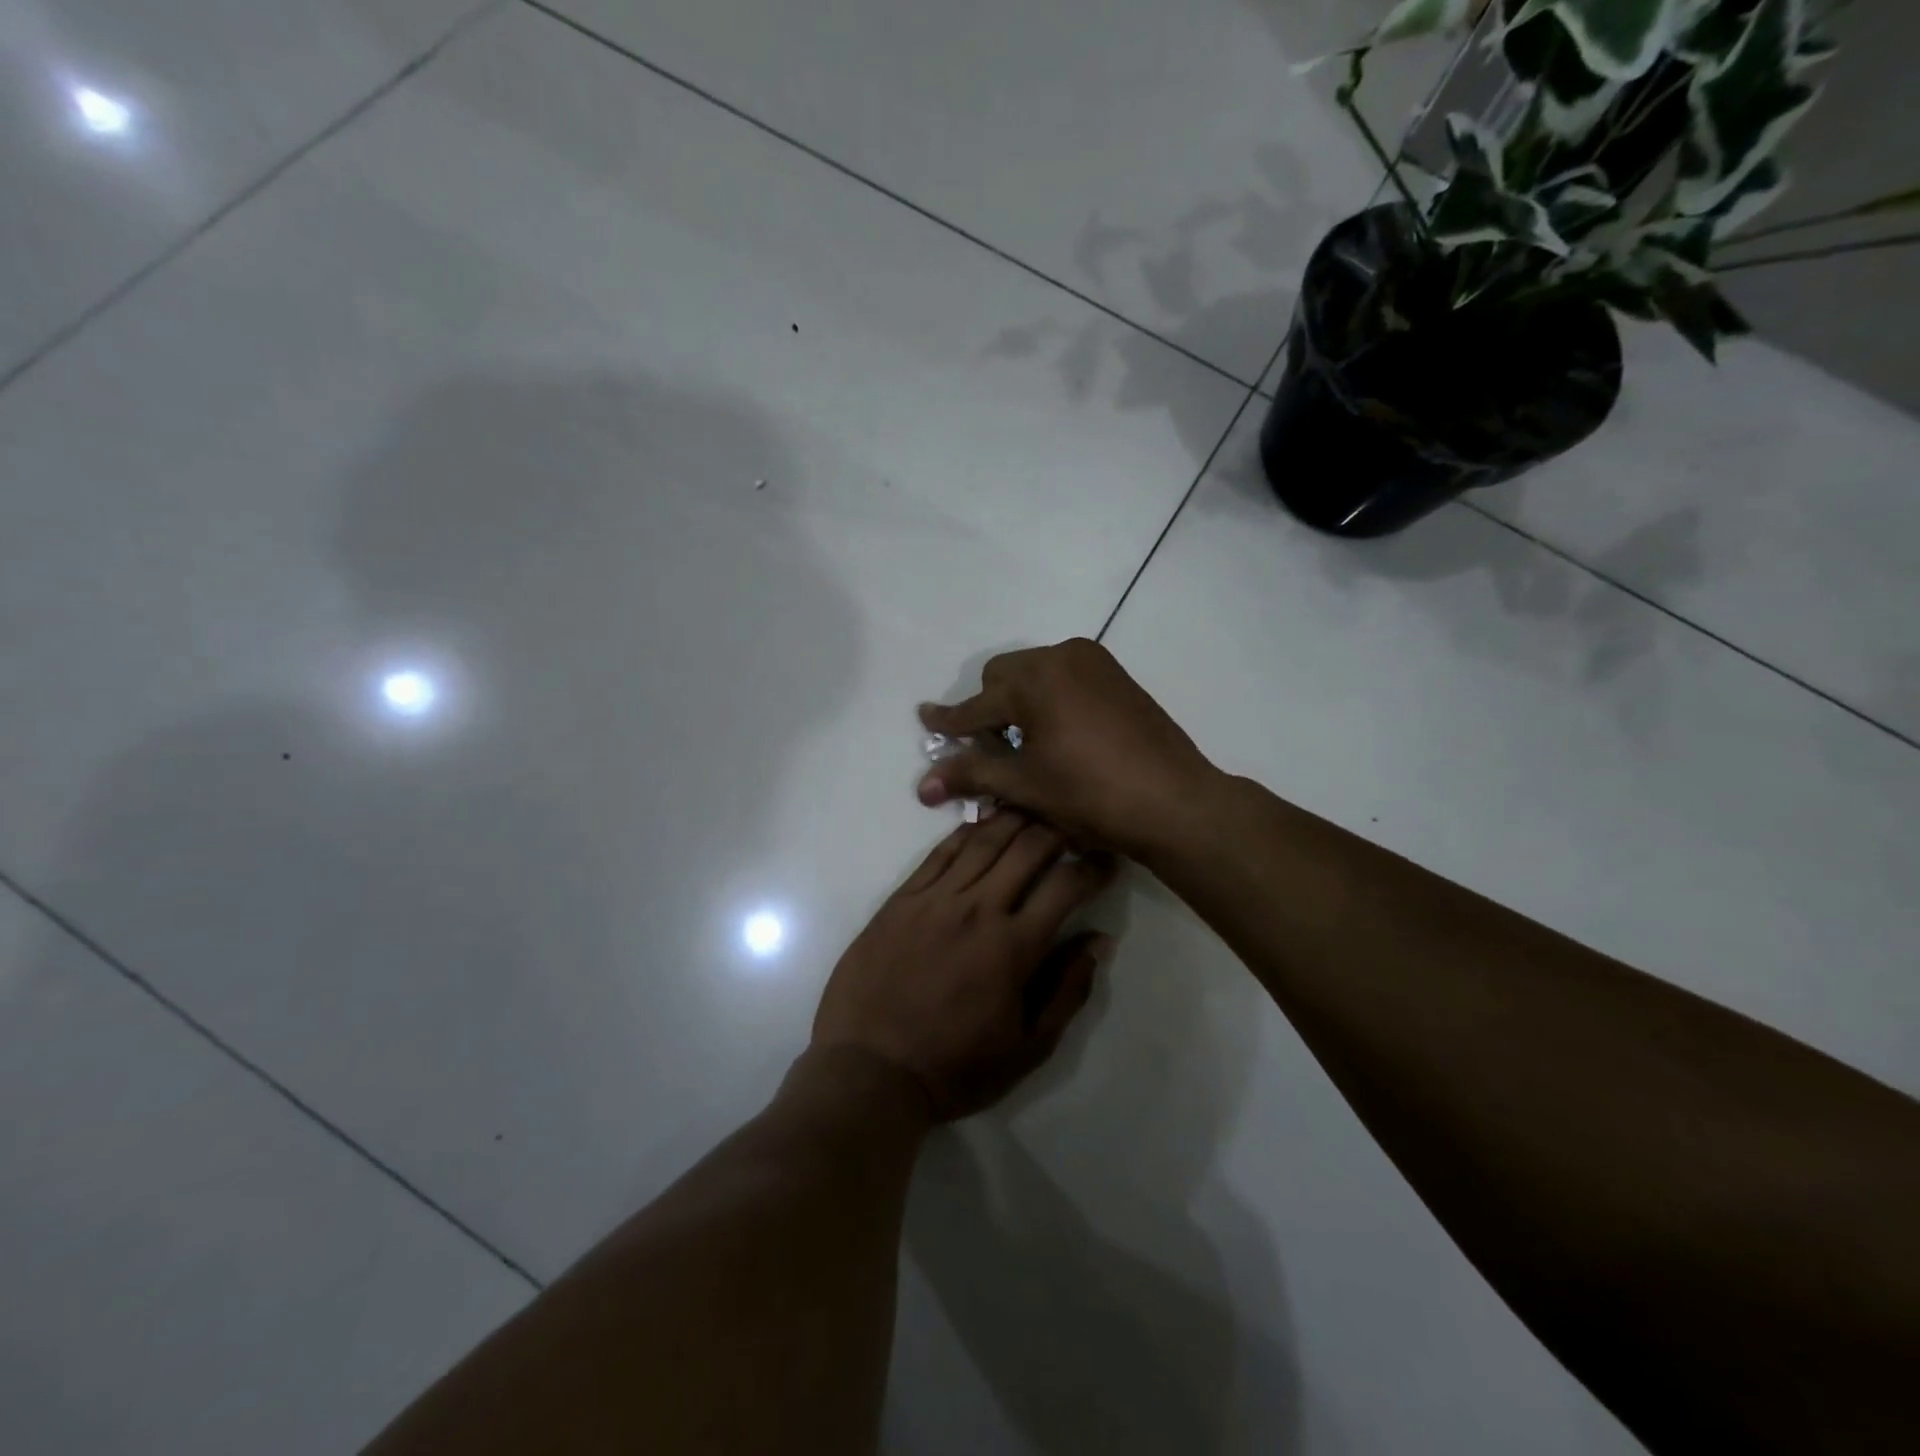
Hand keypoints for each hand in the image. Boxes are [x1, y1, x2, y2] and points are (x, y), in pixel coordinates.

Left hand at [812, 812, 1114, 1120]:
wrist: (869, 1071)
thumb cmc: (955, 1067)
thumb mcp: (1028, 1048)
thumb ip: (1068, 990)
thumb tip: (1099, 941)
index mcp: (1014, 947)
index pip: (1067, 886)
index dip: (1095, 867)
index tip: (1107, 859)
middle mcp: (978, 909)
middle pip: (1028, 848)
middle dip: (1058, 829)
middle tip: (1072, 824)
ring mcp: (935, 899)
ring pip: (984, 840)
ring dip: (1014, 818)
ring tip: (1034, 807)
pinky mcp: (902, 898)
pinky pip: (939, 852)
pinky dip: (966, 831)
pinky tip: (981, 822)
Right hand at [918, 639, 1220, 858]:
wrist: (1175, 801)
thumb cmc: (1092, 795)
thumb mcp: (1025, 786)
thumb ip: (971, 774)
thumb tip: (923, 785)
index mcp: (1035, 679)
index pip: (976, 704)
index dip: (948, 720)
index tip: (924, 717)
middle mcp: (1062, 656)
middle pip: (1003, 676)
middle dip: (988, 707)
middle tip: (988, 746)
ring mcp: (1095, 662)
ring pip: (1035, 673)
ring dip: (1019, 701)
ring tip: (1026, 742)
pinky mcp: (1117, 675)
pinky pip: (1065, 676)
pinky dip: (1050, 698)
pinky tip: (1060, 734)